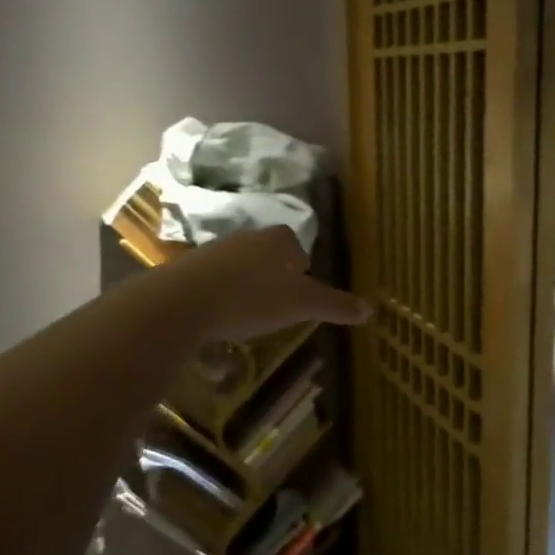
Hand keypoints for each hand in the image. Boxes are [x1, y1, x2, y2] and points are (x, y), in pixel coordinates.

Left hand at [171, 227, 370, 340]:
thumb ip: (335, 305)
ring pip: (239, 266)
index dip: (301, 264)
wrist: (184, 301)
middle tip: (281, 303)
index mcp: (277, 240)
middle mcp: (246, 238)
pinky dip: (221, 295)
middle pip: (267, 253)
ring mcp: (213, 251)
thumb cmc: (253, 297)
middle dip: (274, 274)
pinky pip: (213, 280)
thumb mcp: (301, 305)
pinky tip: (222, 317)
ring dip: (247, 284)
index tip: (302, 287)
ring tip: (251, 313)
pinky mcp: (187, 270)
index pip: (295, 244)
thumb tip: (371, 309)